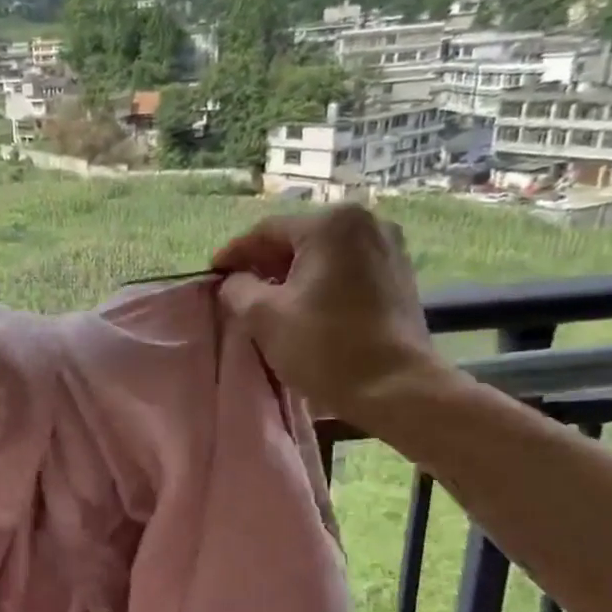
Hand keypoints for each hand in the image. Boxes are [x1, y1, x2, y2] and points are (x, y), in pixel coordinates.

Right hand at [211, 205, 449, 422]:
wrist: (396, 388)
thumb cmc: (326, 347)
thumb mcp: (264, 316)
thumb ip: (237, 289)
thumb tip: (233, 282)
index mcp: (331, 224)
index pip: (266, 232)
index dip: (234, 254)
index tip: (212, 275)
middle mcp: (366, 223)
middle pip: (298, 239)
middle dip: (264, 264)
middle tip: (237, 289)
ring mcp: (389, 248)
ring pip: (323, 255)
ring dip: (292, 274)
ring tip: (267, 301)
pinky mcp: (399, 275)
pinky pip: (346, 269)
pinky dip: (320, 282)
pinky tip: (304, 307)